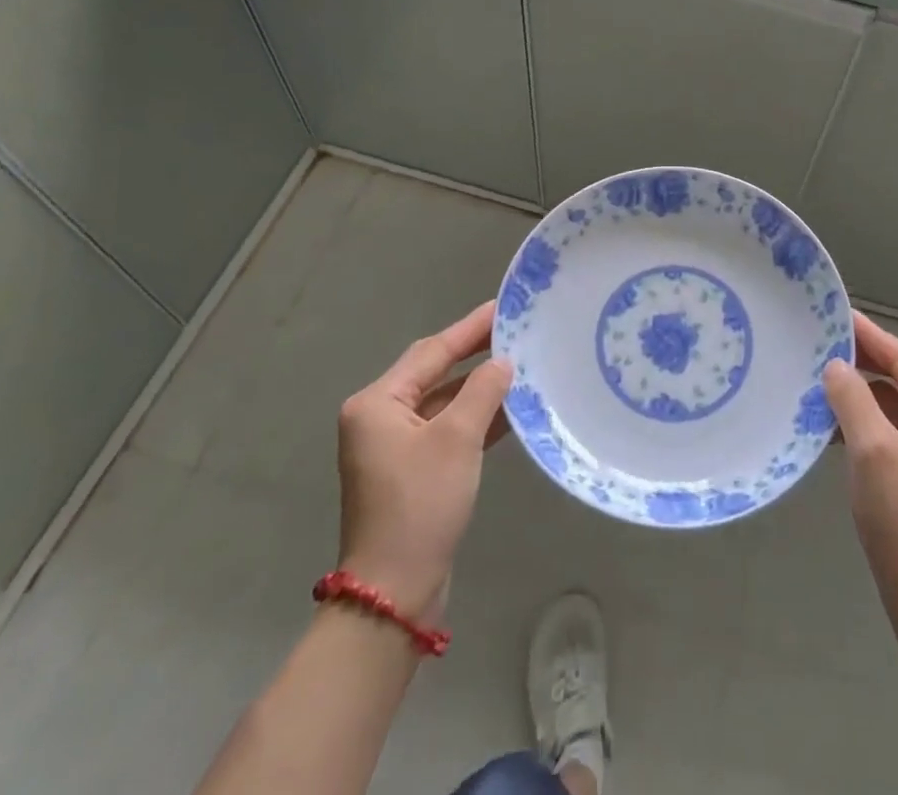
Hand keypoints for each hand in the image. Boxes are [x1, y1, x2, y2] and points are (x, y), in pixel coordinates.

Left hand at [335, 302, 512, 618]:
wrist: (395, 592)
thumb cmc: (421, 504)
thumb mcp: (457, 439)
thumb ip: (483, 391)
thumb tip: (502, 362)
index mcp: (376, 403)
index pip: (432, 351)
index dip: (470, 328)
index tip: (503, 306)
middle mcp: (379, 418)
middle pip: (434, 372)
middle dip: (474, 352)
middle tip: (515, 329)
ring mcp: (393, 447)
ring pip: (443, 401)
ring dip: (479, 387)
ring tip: (521, 362)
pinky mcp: (411, 471)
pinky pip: (446, 429)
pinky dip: (475, 417)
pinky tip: (510, 409)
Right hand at [823, 312, 897, 606]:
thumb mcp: (872, 450)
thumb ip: (853, 398)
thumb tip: (836, 365)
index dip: (870, 336)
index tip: (837, 314)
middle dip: (864, 364)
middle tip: (822, 345)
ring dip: (863, 397)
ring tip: (821, 383)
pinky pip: (897, 433)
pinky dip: (869, 425)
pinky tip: (836, 426)